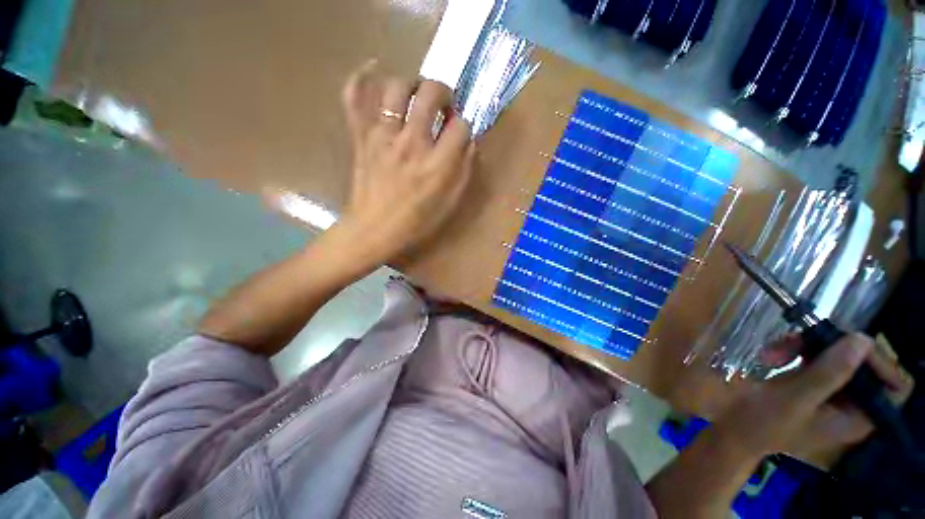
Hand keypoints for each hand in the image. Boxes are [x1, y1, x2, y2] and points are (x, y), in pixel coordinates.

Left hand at [336, 60, 475, 264]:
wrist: (372, 231)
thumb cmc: (414, 223)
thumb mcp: (448, 205)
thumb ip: (463, 172)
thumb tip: (468, 145)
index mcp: (436, 166)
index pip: (460, 126)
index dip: (464, 127)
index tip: (460, 135)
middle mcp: (411, 144)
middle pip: (431, 93)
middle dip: (444, 93)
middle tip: (443, 106)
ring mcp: (382, 137)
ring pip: (398, 88)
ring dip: (413, 86)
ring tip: (417, 97)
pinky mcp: (361, 137)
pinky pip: (354, 98)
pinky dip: (360, 79)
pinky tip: (372, 68)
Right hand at [715, 333, 914, 458]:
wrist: (730, 427)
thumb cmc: (762, 422)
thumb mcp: (794, 399)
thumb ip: (828, 373)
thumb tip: (861, 339)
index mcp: (858, 417)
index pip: (894, 386)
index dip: (879, 363)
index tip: (848, 345)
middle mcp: (851, 403)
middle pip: (861, 363)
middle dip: (829, 348)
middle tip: (799, 340)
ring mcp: (830, 391)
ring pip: (834, 353)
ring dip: (802, 346)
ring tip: (771, 352)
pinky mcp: (811, 381)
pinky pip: (812, 354)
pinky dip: (791, 349)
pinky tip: (768, 355)